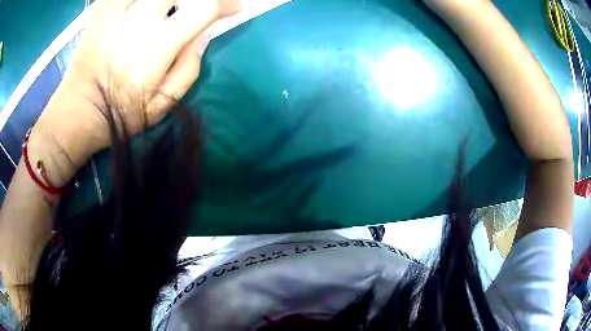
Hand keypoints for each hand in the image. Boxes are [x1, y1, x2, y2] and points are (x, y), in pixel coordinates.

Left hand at [30, 0, 241, 183]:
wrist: (75, 114)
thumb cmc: (119, 114)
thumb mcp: (161, 106)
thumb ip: (188, 70)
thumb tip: (202, 37)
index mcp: (158, 45)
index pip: (205, 8)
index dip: (226, 3)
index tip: (233, 8)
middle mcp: (139, 20)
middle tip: (197, 6)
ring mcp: (116, 12)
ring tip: (167, 8)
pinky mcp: (99, 13)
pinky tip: (140, 6)